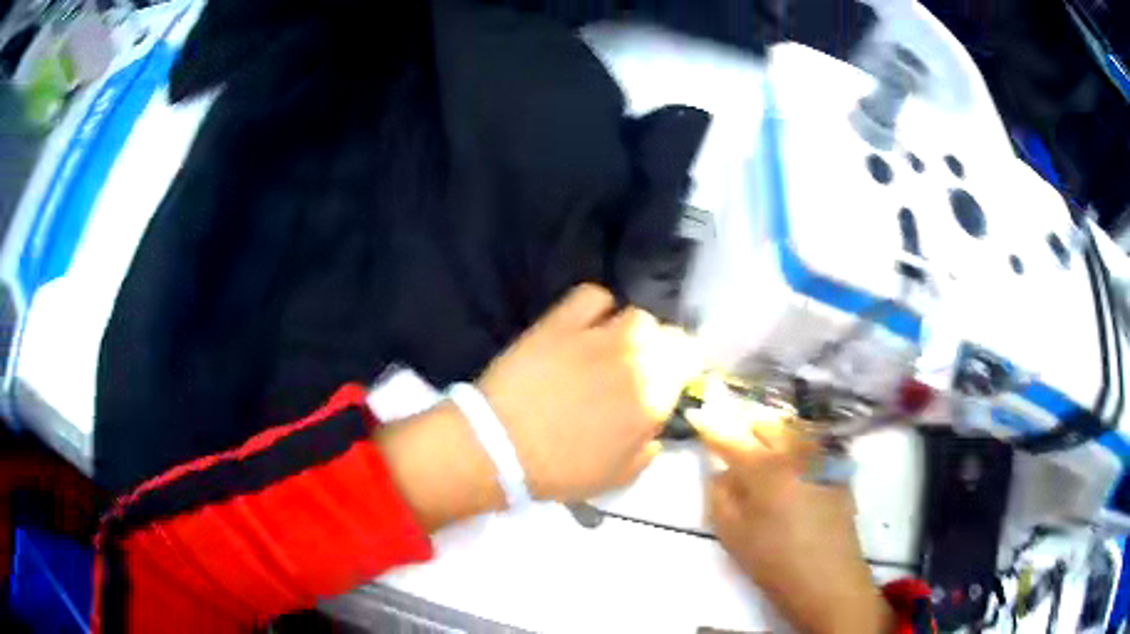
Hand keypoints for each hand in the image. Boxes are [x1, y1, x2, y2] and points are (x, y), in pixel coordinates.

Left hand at [477, 283, 700, 502]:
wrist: (498, 447)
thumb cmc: (560, 471)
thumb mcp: (616, 477)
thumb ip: (647, 451)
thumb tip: (654, 431)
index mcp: (652, 399)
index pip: (688, 362)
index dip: (683, 367)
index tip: (672, 378)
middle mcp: (634, 361)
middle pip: (668, 335)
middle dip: (663, 350)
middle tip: (643, 366)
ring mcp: (597, 337)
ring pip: (637, 316)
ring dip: (635, 331)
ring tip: (616, 345)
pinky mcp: (561, 322)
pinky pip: (593, 296)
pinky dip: (598, 306)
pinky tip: (589, 324)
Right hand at [697, 413, 892, 633]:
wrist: (829, 581)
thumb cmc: (775, 562)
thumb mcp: (733, 536)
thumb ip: (720, 497)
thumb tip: (721, 472)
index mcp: (765, 469)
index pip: (731, 438)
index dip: (711, 425)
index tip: (696, 414)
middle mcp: (796, 453)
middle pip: (766, 424)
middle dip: (745, 429)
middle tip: (732, 447)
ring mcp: (822, 460)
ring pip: (792, 430)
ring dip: (772, 435)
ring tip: (762, 457)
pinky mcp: (838, 472)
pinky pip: (812, 446)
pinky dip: (795, 447)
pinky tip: (792, 471)